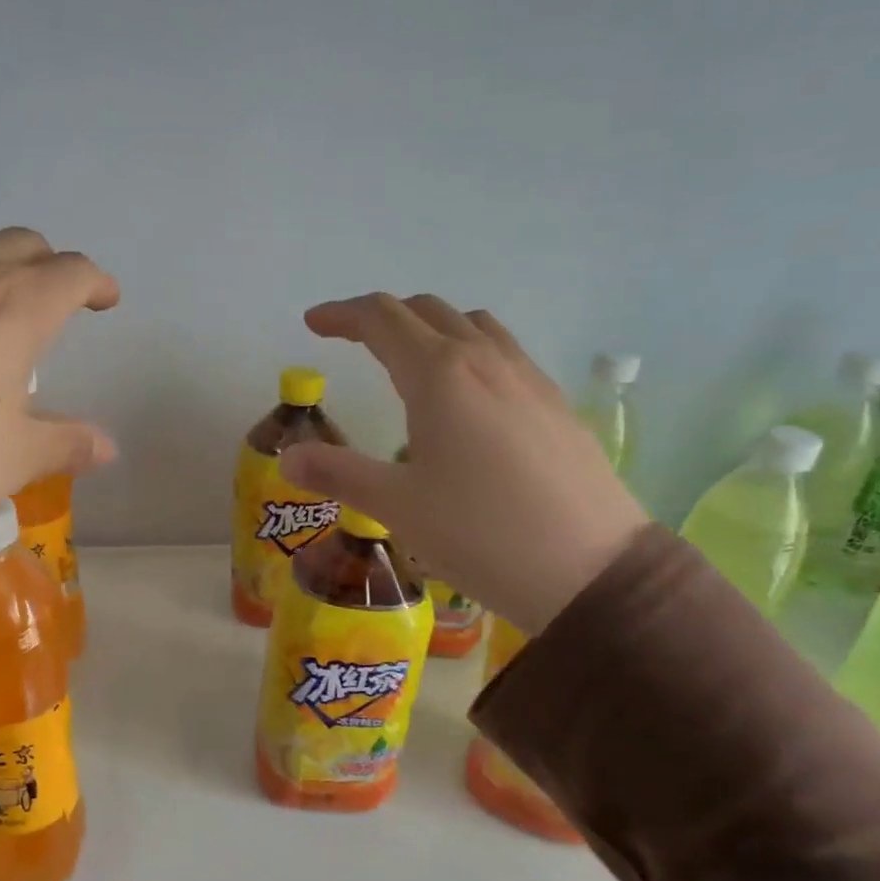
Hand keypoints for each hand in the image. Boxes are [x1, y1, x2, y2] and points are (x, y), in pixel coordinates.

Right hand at [279, 294, 646, 635]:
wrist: (591, 570)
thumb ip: (338, 473)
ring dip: (432, 328)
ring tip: (410, 361)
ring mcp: (528, 378)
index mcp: (439, 375)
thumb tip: (288, 456)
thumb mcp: (396, 506)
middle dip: (383, 317)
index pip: (381, 319)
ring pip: (473, 325)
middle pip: (427, 311)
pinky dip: (470, 353)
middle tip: (353, 341)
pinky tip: (467, 402)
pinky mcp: (555, 404)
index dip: (342, 315)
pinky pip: (505, 354)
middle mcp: (485, 361)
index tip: (313, 324)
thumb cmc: (480, 533)